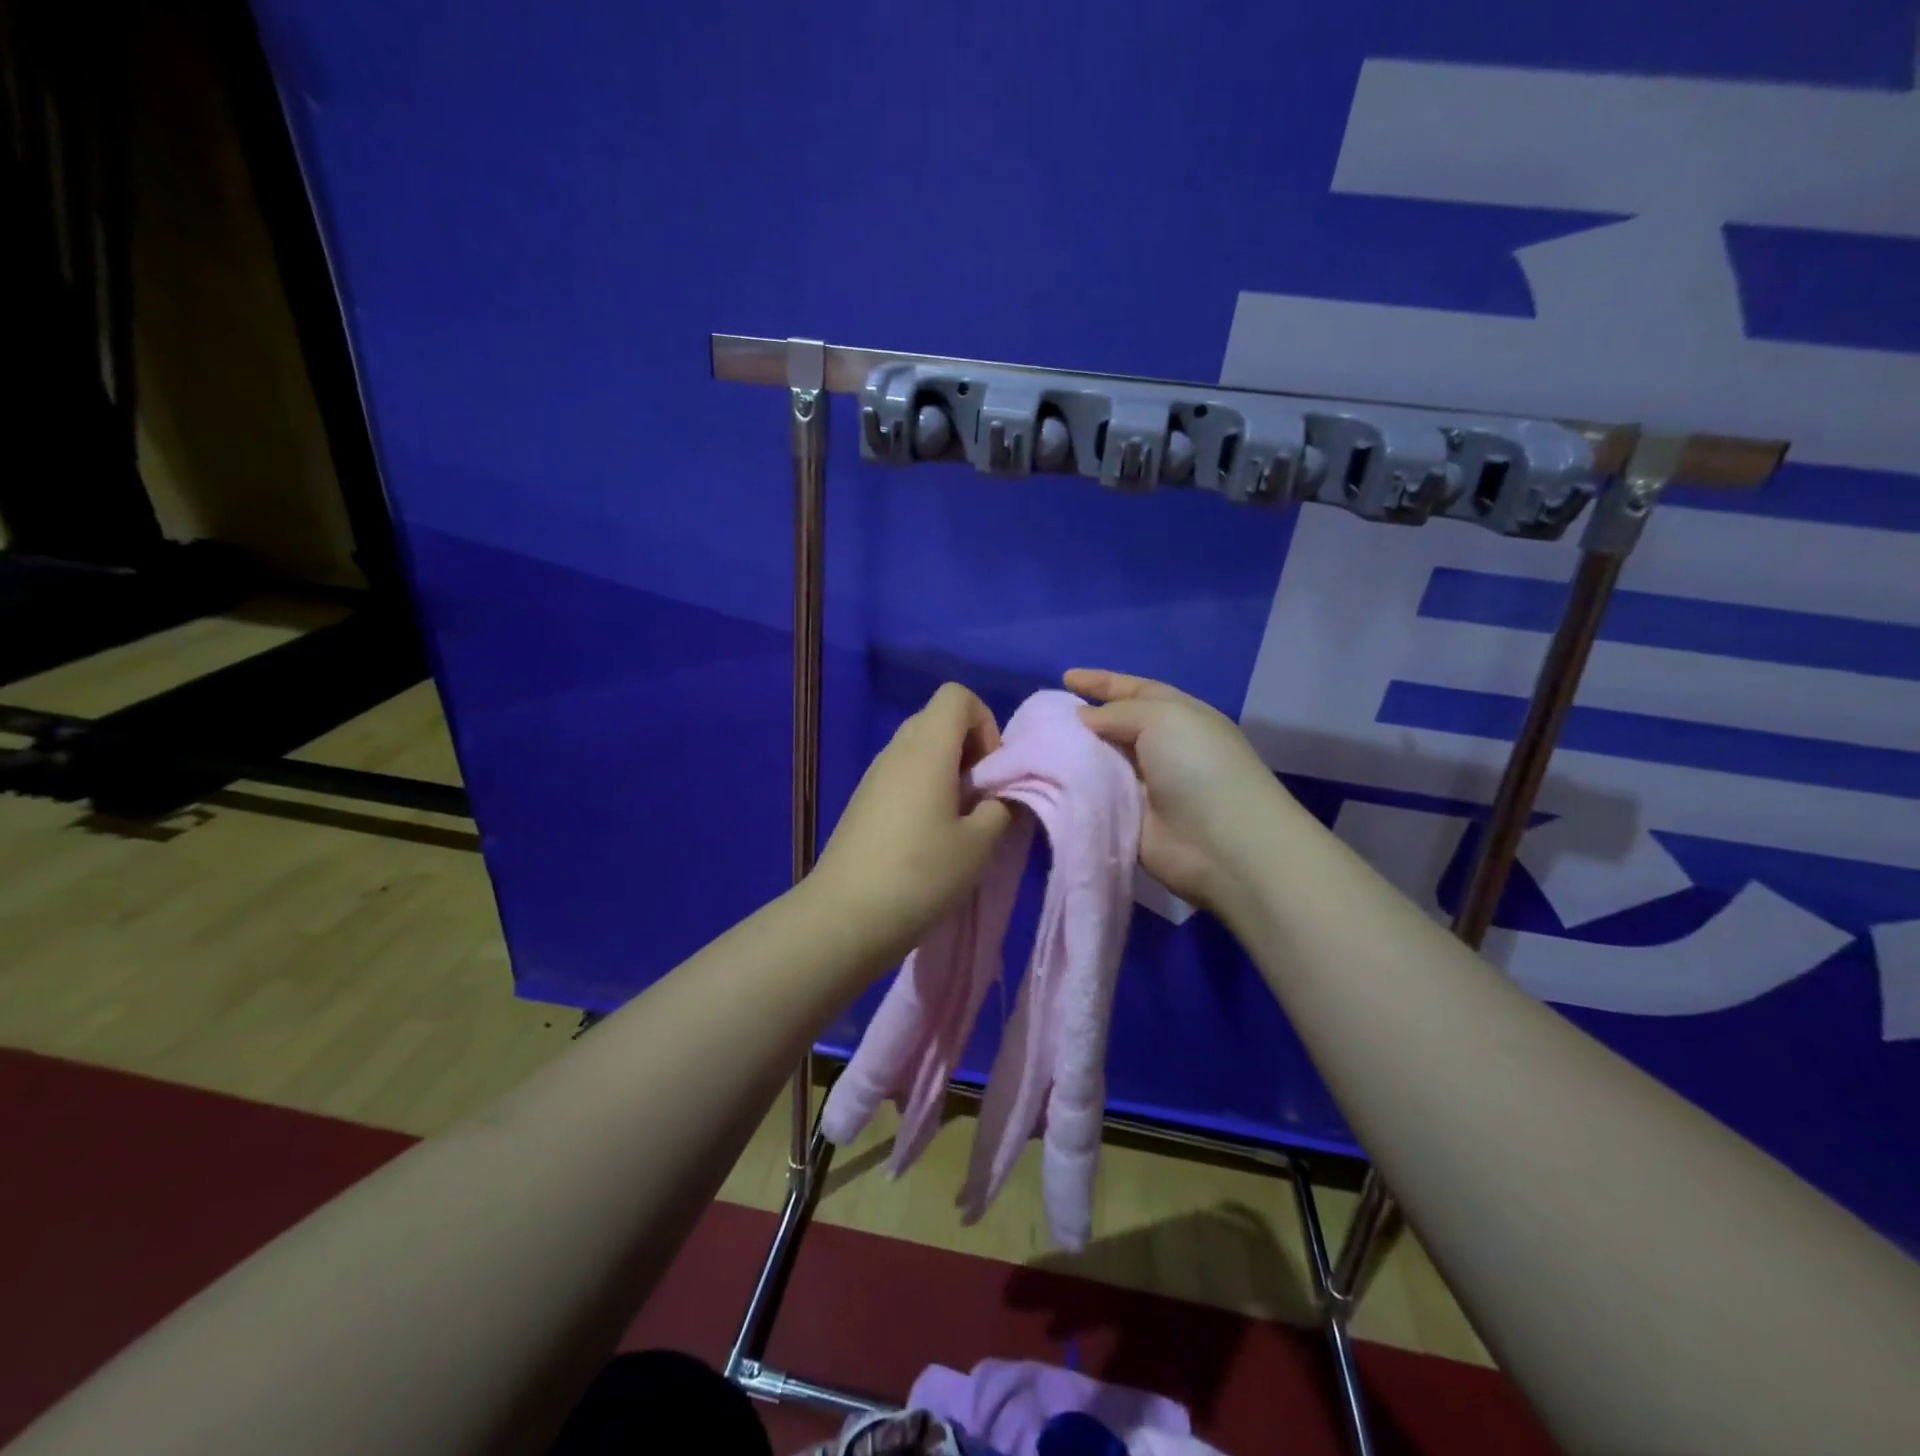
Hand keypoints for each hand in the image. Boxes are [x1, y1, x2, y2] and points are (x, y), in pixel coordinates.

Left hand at [812, 683, 1015, 963]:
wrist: (844, 916)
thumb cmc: (920, 874)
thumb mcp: (979, 844)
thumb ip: (1002, 806)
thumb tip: (1002, 793)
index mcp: (926, 748)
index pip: (957, 695)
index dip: (985, 723)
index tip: (990, 771)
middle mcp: (896, 750)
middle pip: (938, 719)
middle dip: (970, 748)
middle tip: (981, 797)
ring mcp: (874, 775)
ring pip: (920, 748)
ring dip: (948, 771)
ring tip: (958, 821)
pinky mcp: (863, 801)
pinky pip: (902, 774)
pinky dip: (924, 789)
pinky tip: (928, 836)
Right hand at [1064, 668, 1302, 915]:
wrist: (1220, 843)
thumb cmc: (1198, 766)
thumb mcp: (1162, 717)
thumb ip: (1117, 712)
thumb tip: (1083, 718)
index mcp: (1178, 717)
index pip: (1135, 690)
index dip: (1102, 682)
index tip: (1066, 677)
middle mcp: (1161, 748)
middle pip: (1114, 726)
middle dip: (1081, 719)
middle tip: (1041, 716)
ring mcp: (1145, 786)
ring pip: (1100, 762)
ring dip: (1073, 754)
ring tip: (1034, 746)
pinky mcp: (1128, 819)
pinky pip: (1095, 797)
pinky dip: (1074, 788)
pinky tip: (1044, 780)